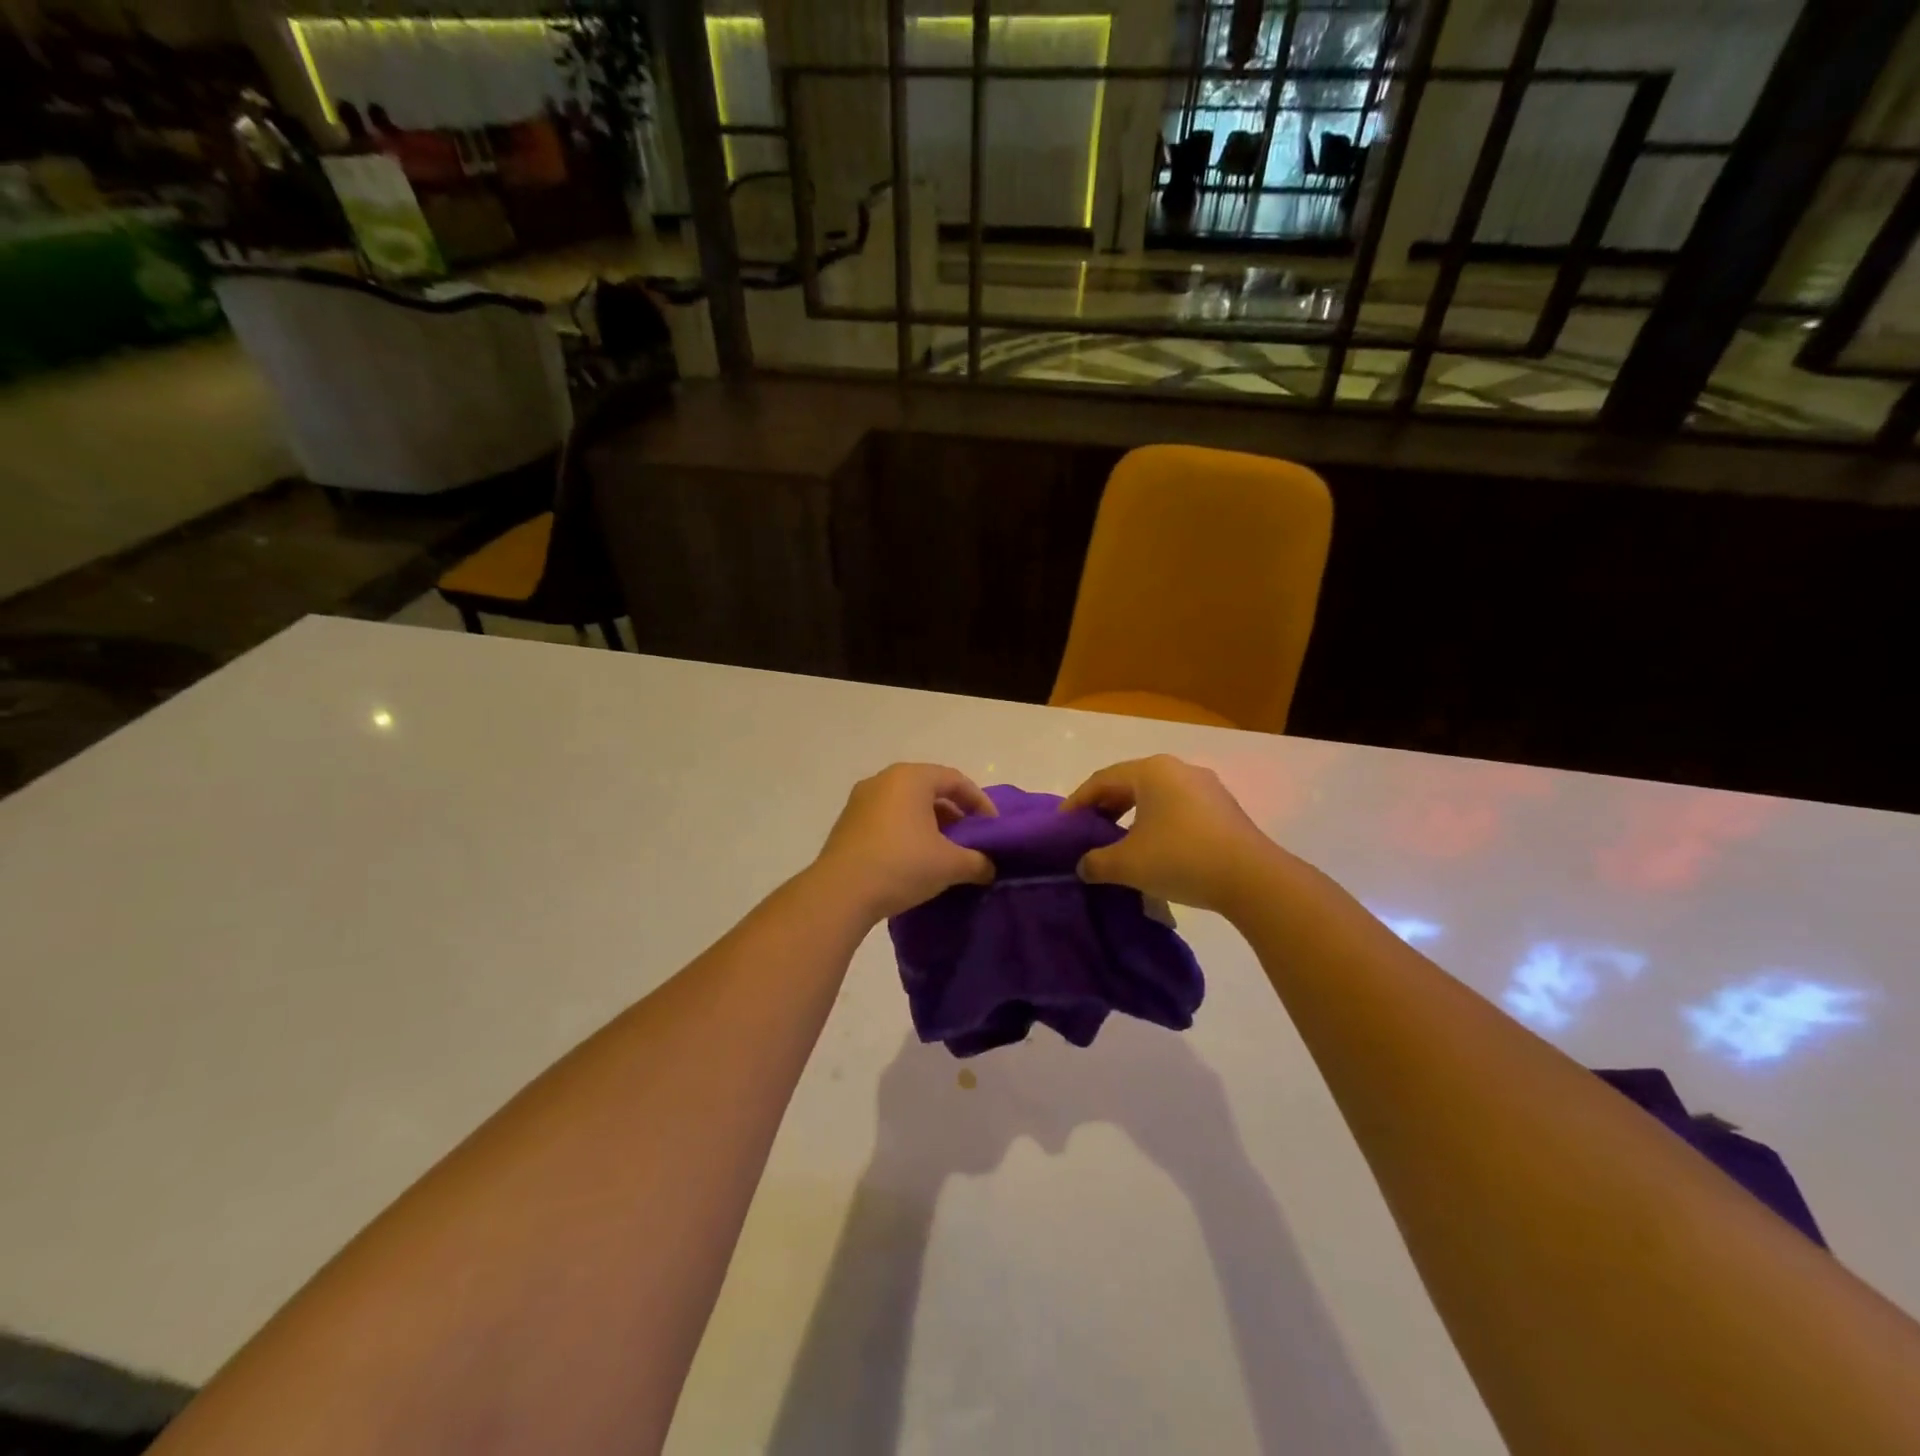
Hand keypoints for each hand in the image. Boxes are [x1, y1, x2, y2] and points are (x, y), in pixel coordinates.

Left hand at [813, 763, 996, 920]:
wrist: (840, 893)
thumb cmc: (901, 865)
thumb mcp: (950, 865)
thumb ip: (978, 862)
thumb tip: (989, 868)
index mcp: (911, 778)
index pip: (955, 780)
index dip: (980, 802)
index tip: (993, 828)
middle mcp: (884, 780)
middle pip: (930, 789)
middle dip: (954, 813)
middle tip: (970, 839)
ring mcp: (861, 800)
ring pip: (907, 804)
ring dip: (930, 824)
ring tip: (945, 852)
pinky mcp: (848, 823)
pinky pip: (887, 818)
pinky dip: (907, 831)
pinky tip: (915, 859)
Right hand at [1061, 755, 1283, 914]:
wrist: (1252, 879)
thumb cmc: (1180, 859)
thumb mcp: (1127, 864)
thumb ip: (1096, 863)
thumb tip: (1084, 866)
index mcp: (1151, 771)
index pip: (1101, 780)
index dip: (1077, 802)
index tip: (1061, 825)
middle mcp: (1178, 769)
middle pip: (1129, 783)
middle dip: (1104, 807)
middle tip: (1087, 831)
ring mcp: (1205, 787)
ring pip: (1156, 796)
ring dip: (1131, 816)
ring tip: (1118, 841)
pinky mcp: (1224, 808)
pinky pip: (1178, 808)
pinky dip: (1157, 822)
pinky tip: (1154, 848)